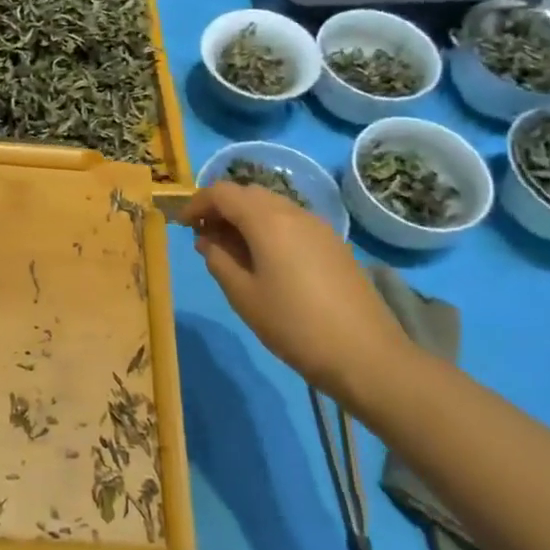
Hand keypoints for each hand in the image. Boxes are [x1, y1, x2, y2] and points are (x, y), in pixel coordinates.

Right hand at [184, 181, 404, 403]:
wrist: (367, 356)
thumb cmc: (295, 326)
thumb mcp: (244, 296)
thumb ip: (218, 260)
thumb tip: (206, 240)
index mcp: (267, 220)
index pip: (223, 193)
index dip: (197, 203)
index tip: (183, 225)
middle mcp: (294, 212)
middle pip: (249, 193)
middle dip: (222, 207)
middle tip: (205, 237)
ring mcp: (319, 226)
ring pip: (272, 206)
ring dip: (246, 218)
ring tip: (232, 250)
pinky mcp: (334, 244)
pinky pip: (292, 222)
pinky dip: (269, 228)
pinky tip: (266, 260)